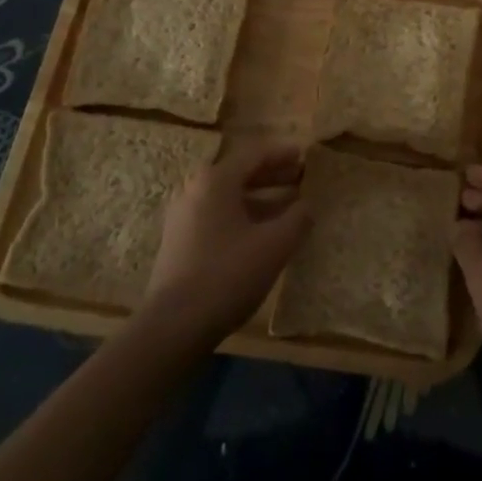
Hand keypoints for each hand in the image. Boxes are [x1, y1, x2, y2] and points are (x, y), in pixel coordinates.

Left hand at [142, 145, 310, 345]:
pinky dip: (243, 216)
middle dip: (273, 175)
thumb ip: (297, 218)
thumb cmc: (227, 275)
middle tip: (301, 178)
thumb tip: (308, 205)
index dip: (283, 153)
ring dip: (260, 198)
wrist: (173, 327)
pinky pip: (217, 216)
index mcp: (215, 180)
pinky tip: (262, 234)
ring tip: (288, 207)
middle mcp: (194, 189)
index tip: (305, 155)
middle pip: (240, 173)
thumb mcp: (274, 245)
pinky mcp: (179, 242)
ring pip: (229, 197)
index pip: (255, 154)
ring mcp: (183, 216)